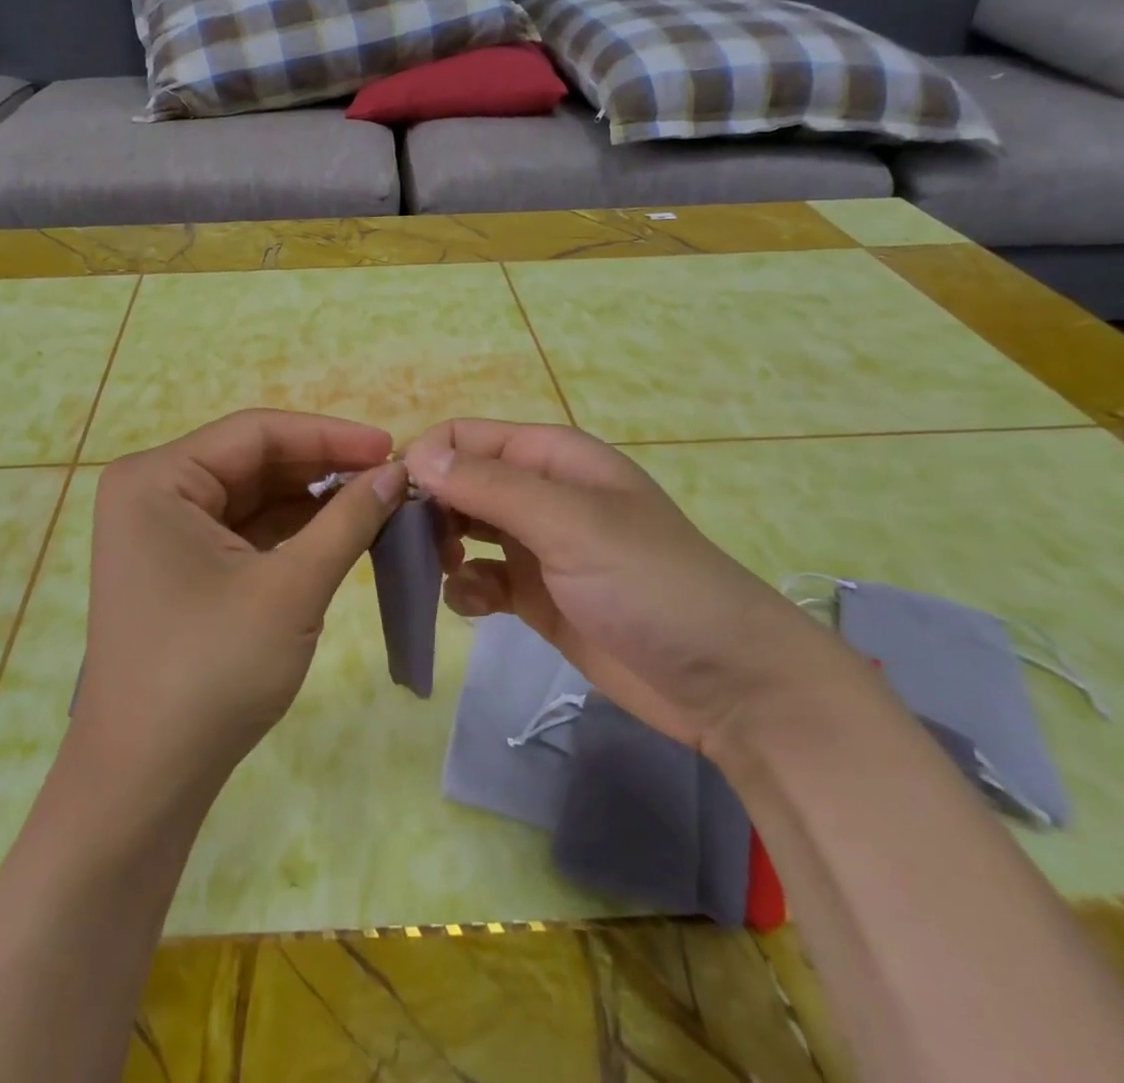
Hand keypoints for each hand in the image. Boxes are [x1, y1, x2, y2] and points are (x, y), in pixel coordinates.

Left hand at [73, 409, 406, 801]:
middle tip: (392, 478)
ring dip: (312, 500)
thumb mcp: (291, 588)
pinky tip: (341, 531)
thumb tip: (398, 471)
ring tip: (378, 503)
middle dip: (323, 469)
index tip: (391, 446)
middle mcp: (153, 492)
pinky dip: (291, 531)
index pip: (255, 433)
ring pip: (252, 496)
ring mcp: (162, 531)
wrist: (146, 780)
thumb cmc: (211, 672)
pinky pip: (243, 530)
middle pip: (253, 461)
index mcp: (158, 478)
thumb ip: (348, 520)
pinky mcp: (179, 566)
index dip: (329, 435)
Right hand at [403, 420, 850, 753]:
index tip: (396, 504)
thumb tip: (415, 456)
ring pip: (463, 529)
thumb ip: (490, 487)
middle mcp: (539, 493)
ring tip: (445, 574)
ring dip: (442, 548)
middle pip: (458, 483)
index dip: (427, 461)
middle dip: (429, 509)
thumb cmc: (651, 585)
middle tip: (408, 548)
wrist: (727, 684)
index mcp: (550, 458)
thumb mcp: (571, 524)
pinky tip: (477, 607)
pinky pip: (479, 578)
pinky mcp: (536, 595)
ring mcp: (537, 545)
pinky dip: (467, 588)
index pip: (464, 438)